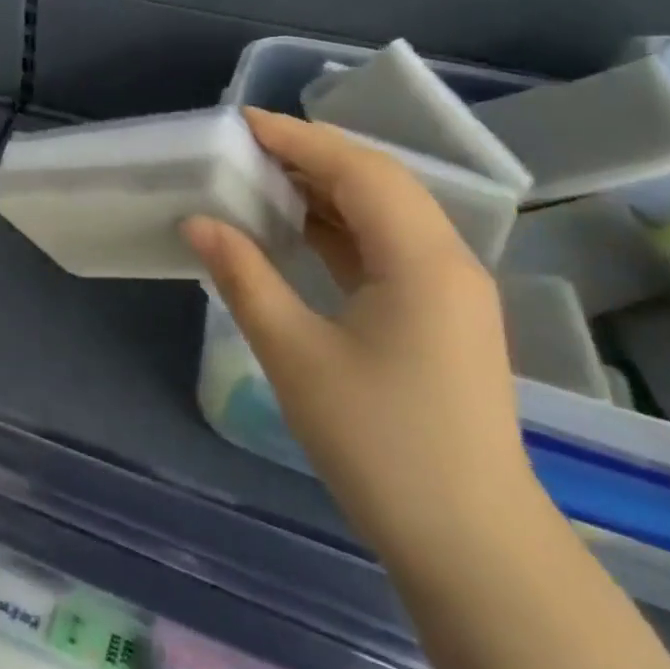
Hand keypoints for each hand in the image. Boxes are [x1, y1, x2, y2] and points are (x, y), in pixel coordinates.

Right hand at [184, 110, 544, 580]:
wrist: (471, 546)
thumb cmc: (380, 444)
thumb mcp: (295, 354)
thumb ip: (244, 276)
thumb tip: (198, 222)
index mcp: (422, 260)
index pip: (358, 169)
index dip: (298, 138)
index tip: (241, 122)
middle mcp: (446, 260)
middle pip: (377, 181)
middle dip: (310, 155)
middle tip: (244, 146)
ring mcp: (448, 290)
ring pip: (383, 213)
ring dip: (324, 189)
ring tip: (261, 177)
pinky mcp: (439, 316)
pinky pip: (385, 247)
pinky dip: (337, 227)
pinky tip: (296, 230)